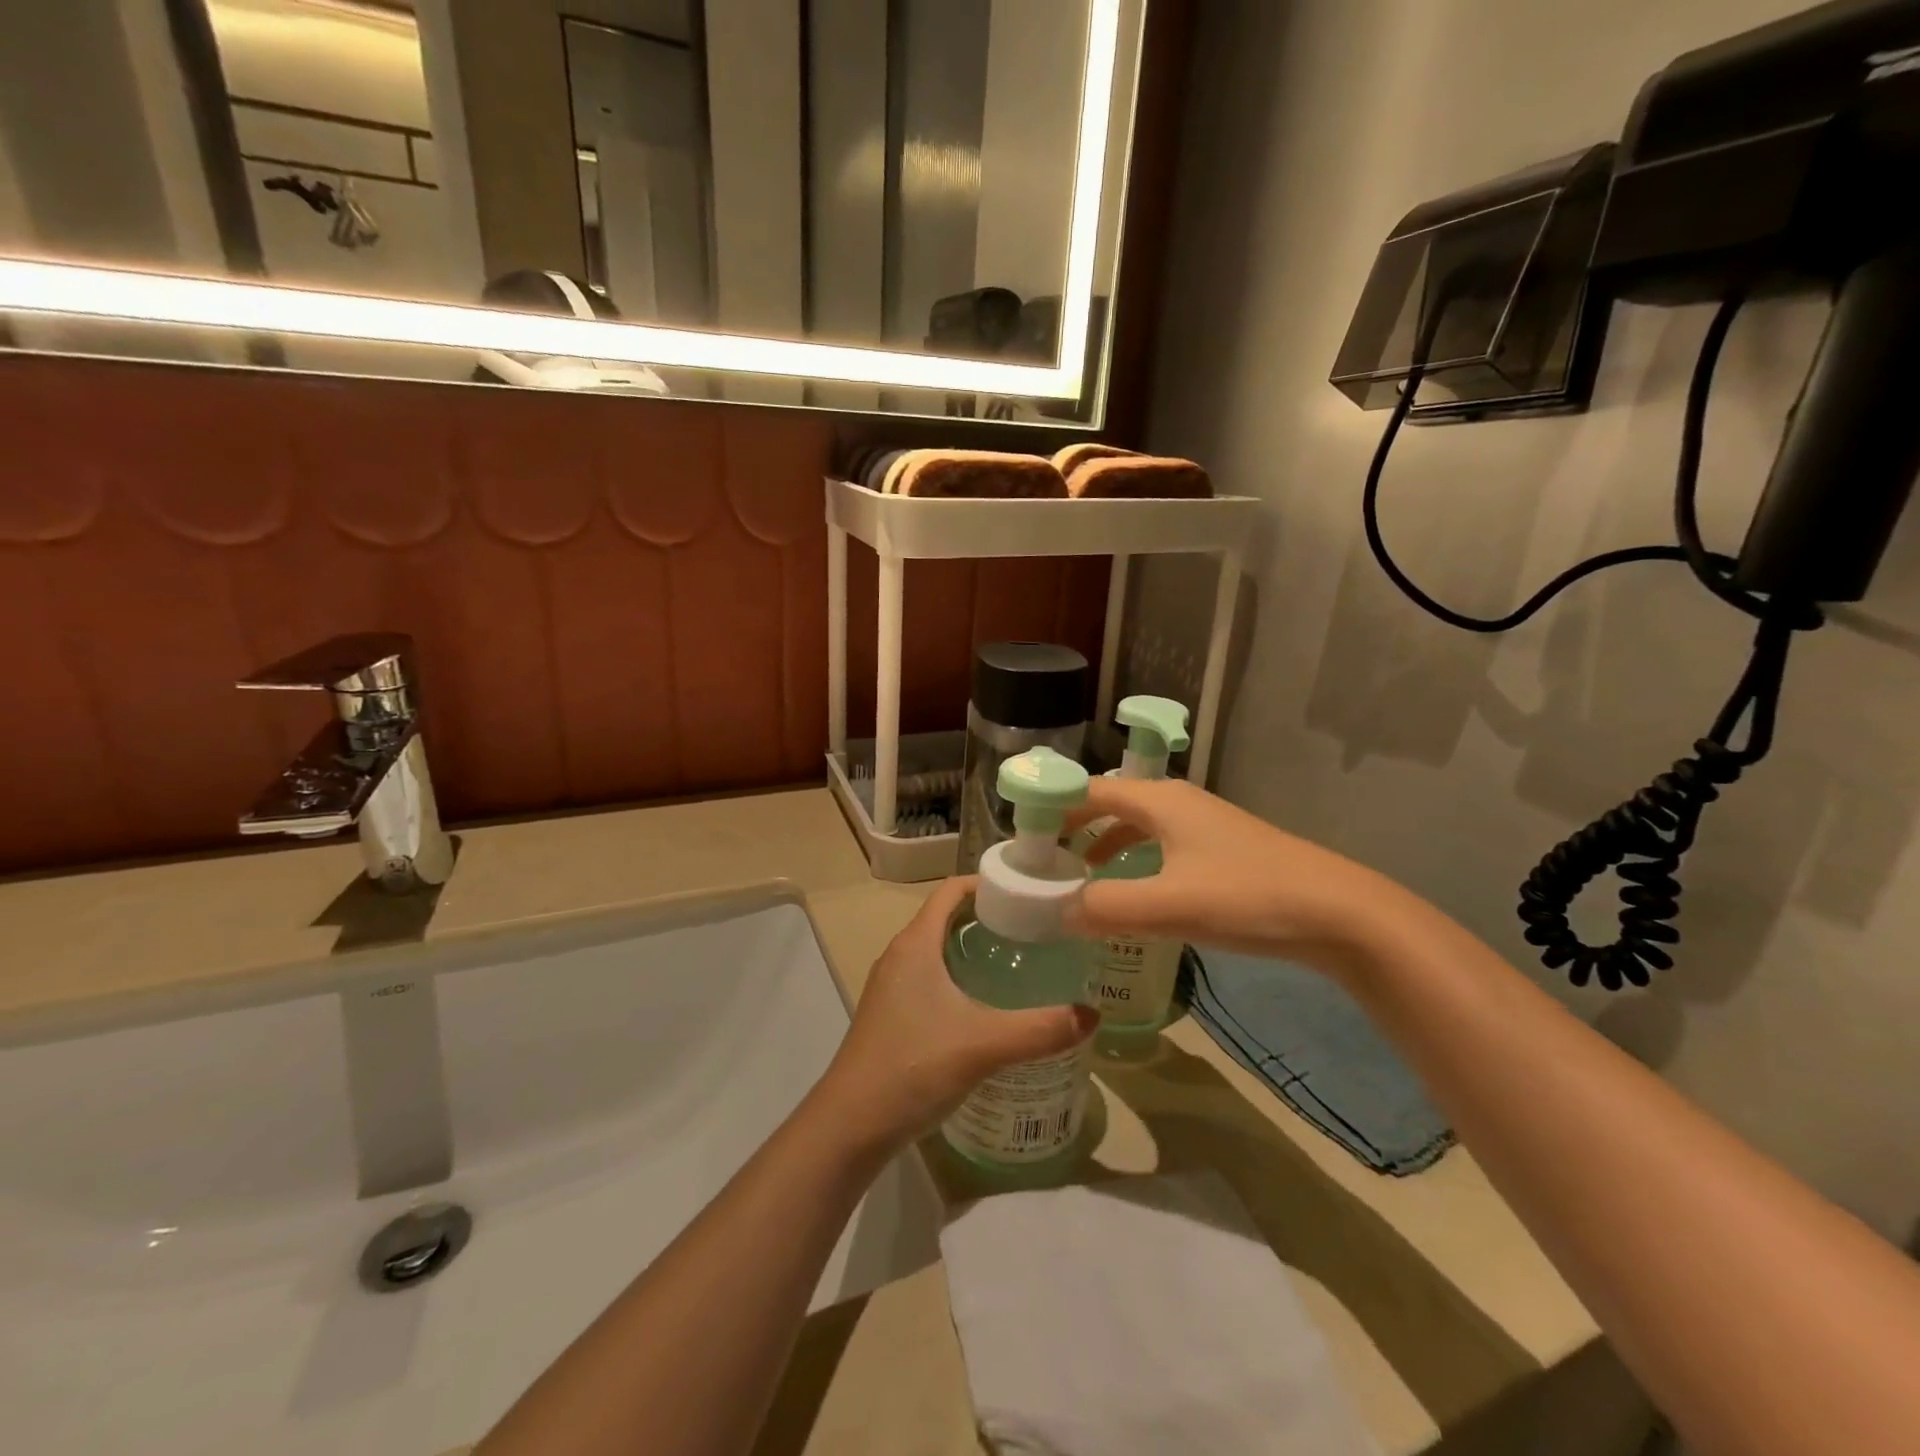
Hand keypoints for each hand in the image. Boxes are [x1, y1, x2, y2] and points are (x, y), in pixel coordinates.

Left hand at [817, 877, 1098, 1159]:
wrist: (849, 1126)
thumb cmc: (912, 1067)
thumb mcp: (983, 1045)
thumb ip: (1040, 1029)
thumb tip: (1091, 1015)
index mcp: (915, 944)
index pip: (950, 890)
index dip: (986, 882)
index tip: (1026, 890)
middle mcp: (899, 956)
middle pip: (946, 917)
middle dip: (988, 917)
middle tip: (1035, 929)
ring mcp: (891, 987)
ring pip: (937, 950)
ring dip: (973, 949)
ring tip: (1019, 963)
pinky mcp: (891, 1015)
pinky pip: (930, 978)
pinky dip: (959, 977)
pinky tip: (987, 1007)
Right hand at [1064, 778, 1413, 974]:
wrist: (1339, 913)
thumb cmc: (1246, 897)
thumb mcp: (1167, 905)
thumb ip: (1105, 907)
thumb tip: (1057, 912)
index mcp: (1158, 801)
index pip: (1088, 792)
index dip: (1052, 809)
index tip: (1021, 836)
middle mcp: (1177, 803)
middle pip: (1110, 804)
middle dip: (1073, 828)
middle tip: (1042, 860)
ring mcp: (1203, 826)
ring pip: (1137, 826)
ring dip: (1103, 846)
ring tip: (1078, 877)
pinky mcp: (1221, 852)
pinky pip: (1160, 846)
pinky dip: (1134, 862)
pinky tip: (1134, 893)